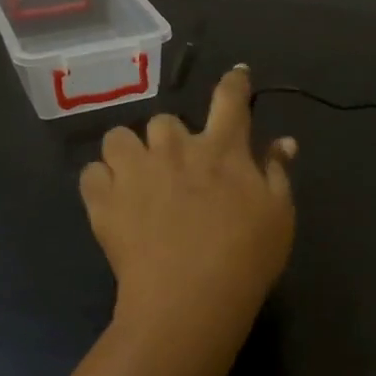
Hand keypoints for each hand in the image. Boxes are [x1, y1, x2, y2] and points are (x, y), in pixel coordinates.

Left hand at [80, 65, 296, 336]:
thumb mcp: (279, 214)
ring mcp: (135, 172)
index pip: (230, 99)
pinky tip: (113, 200)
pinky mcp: (104, 201)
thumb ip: (277, 172)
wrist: (191, 300)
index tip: (237, 74)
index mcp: (222, 149)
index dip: (235, 82)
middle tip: (178, 166)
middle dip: (171, 138)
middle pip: (165, 119)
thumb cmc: (246, 258)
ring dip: (129, 152)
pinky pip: (91, 174)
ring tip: (137, 176)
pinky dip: (101, 183)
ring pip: (119, 137)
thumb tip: (284, 141)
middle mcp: (175, 149)